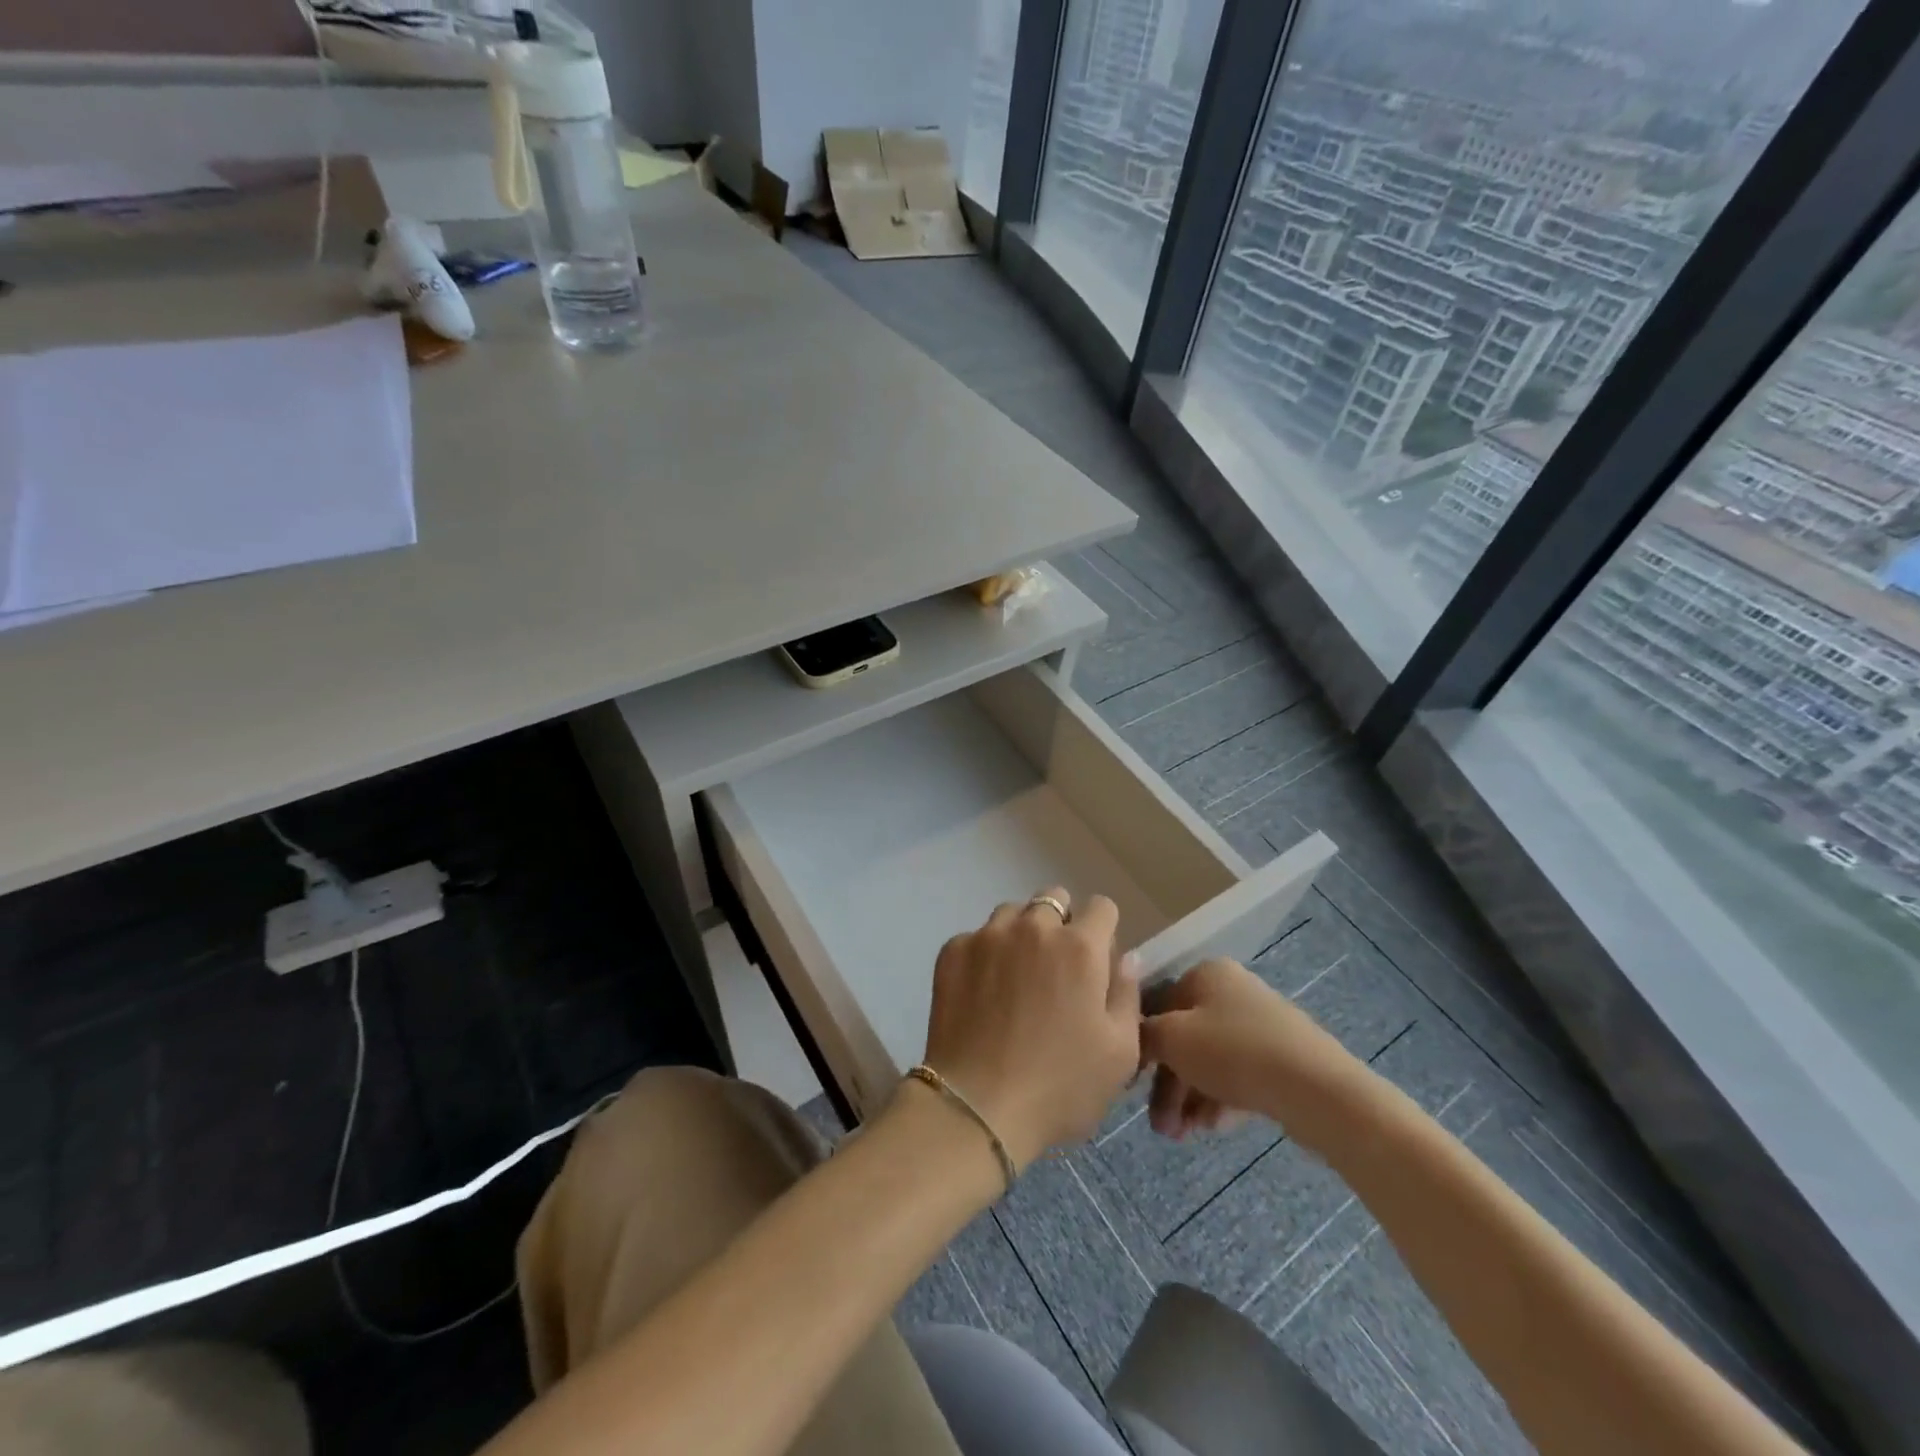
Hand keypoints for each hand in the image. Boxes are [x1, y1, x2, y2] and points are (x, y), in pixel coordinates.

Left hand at [922, 887, 1142, 1171]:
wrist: (975, 1107)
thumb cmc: (1059, 1087)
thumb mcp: (1119, 1054)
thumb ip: (1127, 994)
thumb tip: (1126, 957)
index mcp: (1080, 947)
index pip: (1101, 907)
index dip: (1104, 931)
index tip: (1096, 963)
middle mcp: (1034, 927)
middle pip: (1054, 899)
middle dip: (1061, 924)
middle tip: (1056, 970)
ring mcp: (988, 935)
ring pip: (1012, 913)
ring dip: (1021, 934)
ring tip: (1016, 978)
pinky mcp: (953, 951)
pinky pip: (977, 936)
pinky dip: (985, 955)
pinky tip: (982, 994)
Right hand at [1140, 959, 1365, 1152]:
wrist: (1317, 1090)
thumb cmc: (1233, 1052)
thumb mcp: (1172, 1039)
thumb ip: (1143, 1035)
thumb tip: (1131, 1036)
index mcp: (1205, 974)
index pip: (1158, 1006)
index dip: (1142, 1045)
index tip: (1133, 1085)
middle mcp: (1233, 991)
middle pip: (1185, 1038)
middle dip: (1169, 1086)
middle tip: (1160, 1127)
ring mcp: (1261, 1025)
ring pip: (1211, 1061)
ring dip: (1190, 1099)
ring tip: (1184, 1135)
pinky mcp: (1283, 1058)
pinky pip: (1239, 1076)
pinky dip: (1221, 1100)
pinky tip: (1214, 1128)